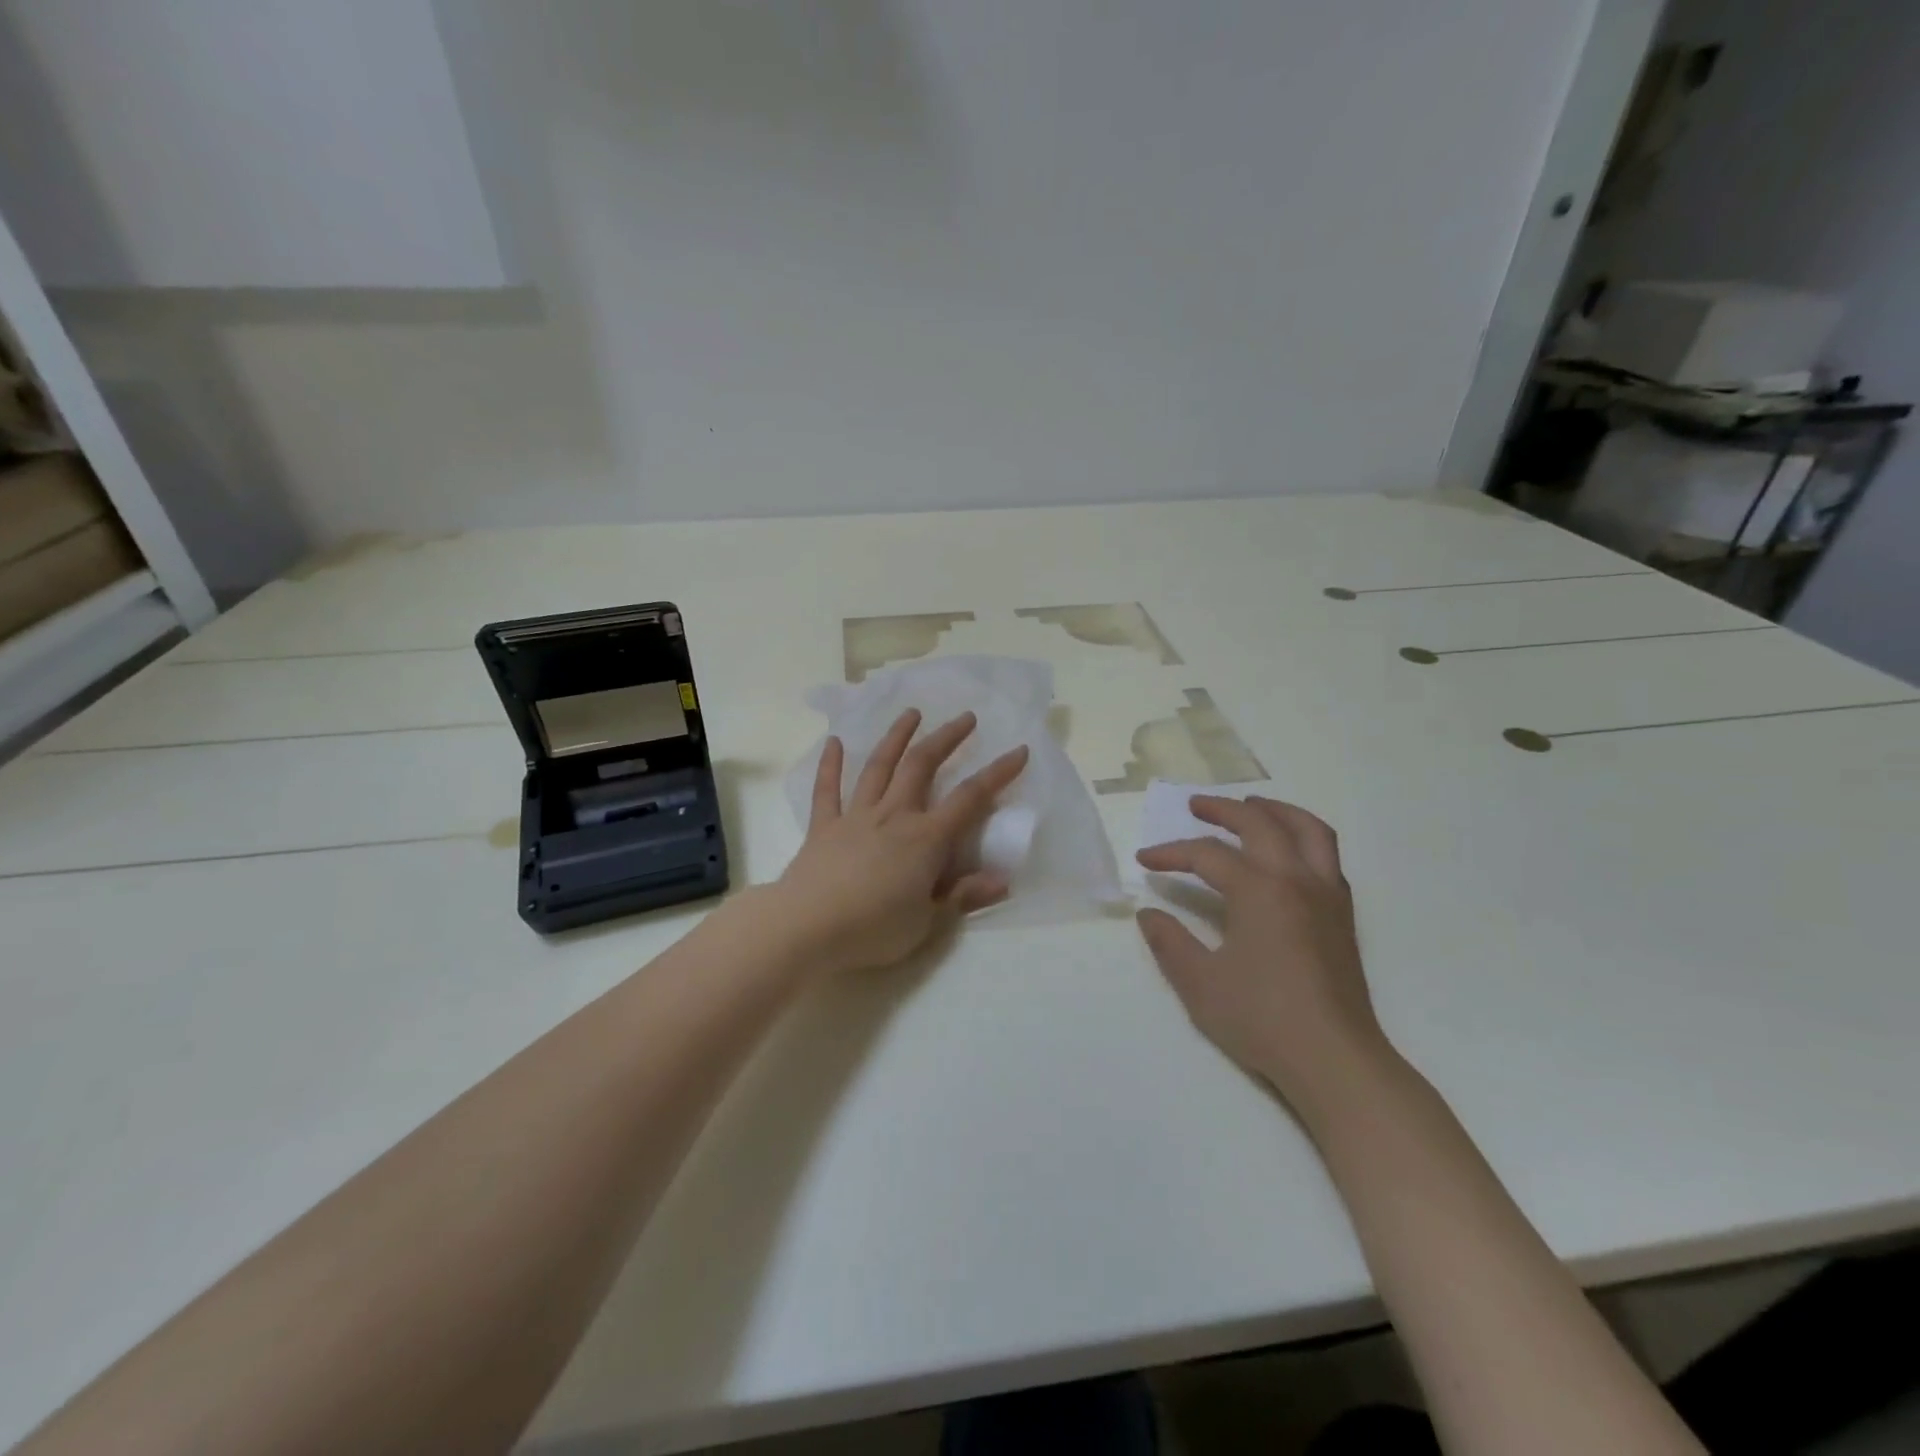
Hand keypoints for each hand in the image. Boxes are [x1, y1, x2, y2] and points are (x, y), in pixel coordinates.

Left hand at [775, 709, 1029, 972]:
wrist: (807, 928)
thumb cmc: (873, 929)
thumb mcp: (927, 922)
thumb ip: (963, 896)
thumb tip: (1003, 881)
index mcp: (925, 839)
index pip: (970, 799)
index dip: (997, 773)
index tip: (1018, 751)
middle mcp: (894, 816)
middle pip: (922, 766)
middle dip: (946, 738)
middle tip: (965, 718)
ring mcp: (856, 816)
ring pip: (879, 767)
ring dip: (897, 737)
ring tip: (911, 713)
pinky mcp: (824, 826)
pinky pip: (827, 790)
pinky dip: (830, 764)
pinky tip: (834, 742)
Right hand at [1135, 796, 1393, 1120]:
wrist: (1334, 1059)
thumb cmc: (1262, 1019)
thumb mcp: (1199, 983)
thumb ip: (1169, 942)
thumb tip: (1149, 914)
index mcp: (1259, 890)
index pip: (1207, 855)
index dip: (1171, 853)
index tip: (1144, 861)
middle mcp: (1296, 879)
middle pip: (1259, 823)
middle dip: (1222, 810)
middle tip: (1195, 806)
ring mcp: (1326, 895)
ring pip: (1307, 829)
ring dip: (1275, 810)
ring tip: (1251, 807)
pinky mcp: (1343, 914)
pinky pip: (1326, 854)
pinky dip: (1302, 836)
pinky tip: (1286, 853)